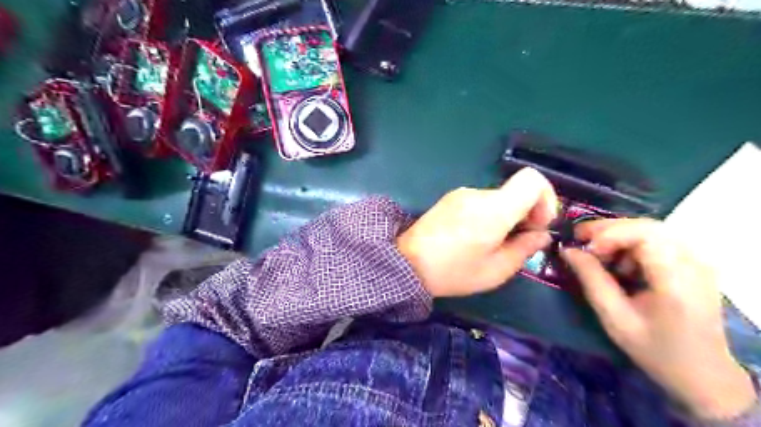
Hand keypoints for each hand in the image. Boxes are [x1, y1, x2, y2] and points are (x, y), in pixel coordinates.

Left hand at [399, 167, 556, 296]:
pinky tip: (474, 237)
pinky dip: (488, 215)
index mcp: (493, 209)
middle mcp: (478, 193)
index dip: (546, 198)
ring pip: (498, 198)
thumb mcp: (495, 270)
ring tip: (492, 244)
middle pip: (515, 192)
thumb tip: (541, 235)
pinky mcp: (450, 199)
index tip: (539, 224)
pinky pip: (480, 201)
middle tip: (517, 241)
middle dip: (525, 214)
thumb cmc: (453, 271)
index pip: (532, 179)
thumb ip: (524, 249)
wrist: (406, 264)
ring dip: (505, 216)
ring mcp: (461, 194)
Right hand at [557, 220, 753, 419]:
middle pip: (646, 226)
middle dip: (608, 231)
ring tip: (600, 257)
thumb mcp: (614, 318)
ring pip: (650, 229)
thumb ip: (591, 279)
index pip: (644, 234)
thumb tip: (568, 250)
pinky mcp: (693, 263)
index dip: (608, 234)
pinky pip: (657, 240)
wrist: (702, 372)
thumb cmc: (654, 349)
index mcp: (677, 280)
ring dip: (618, 237)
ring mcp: (697, 261)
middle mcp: (693, 263)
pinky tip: (620, 263)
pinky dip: (631, 244)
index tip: (584, 249)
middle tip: (580, 242)